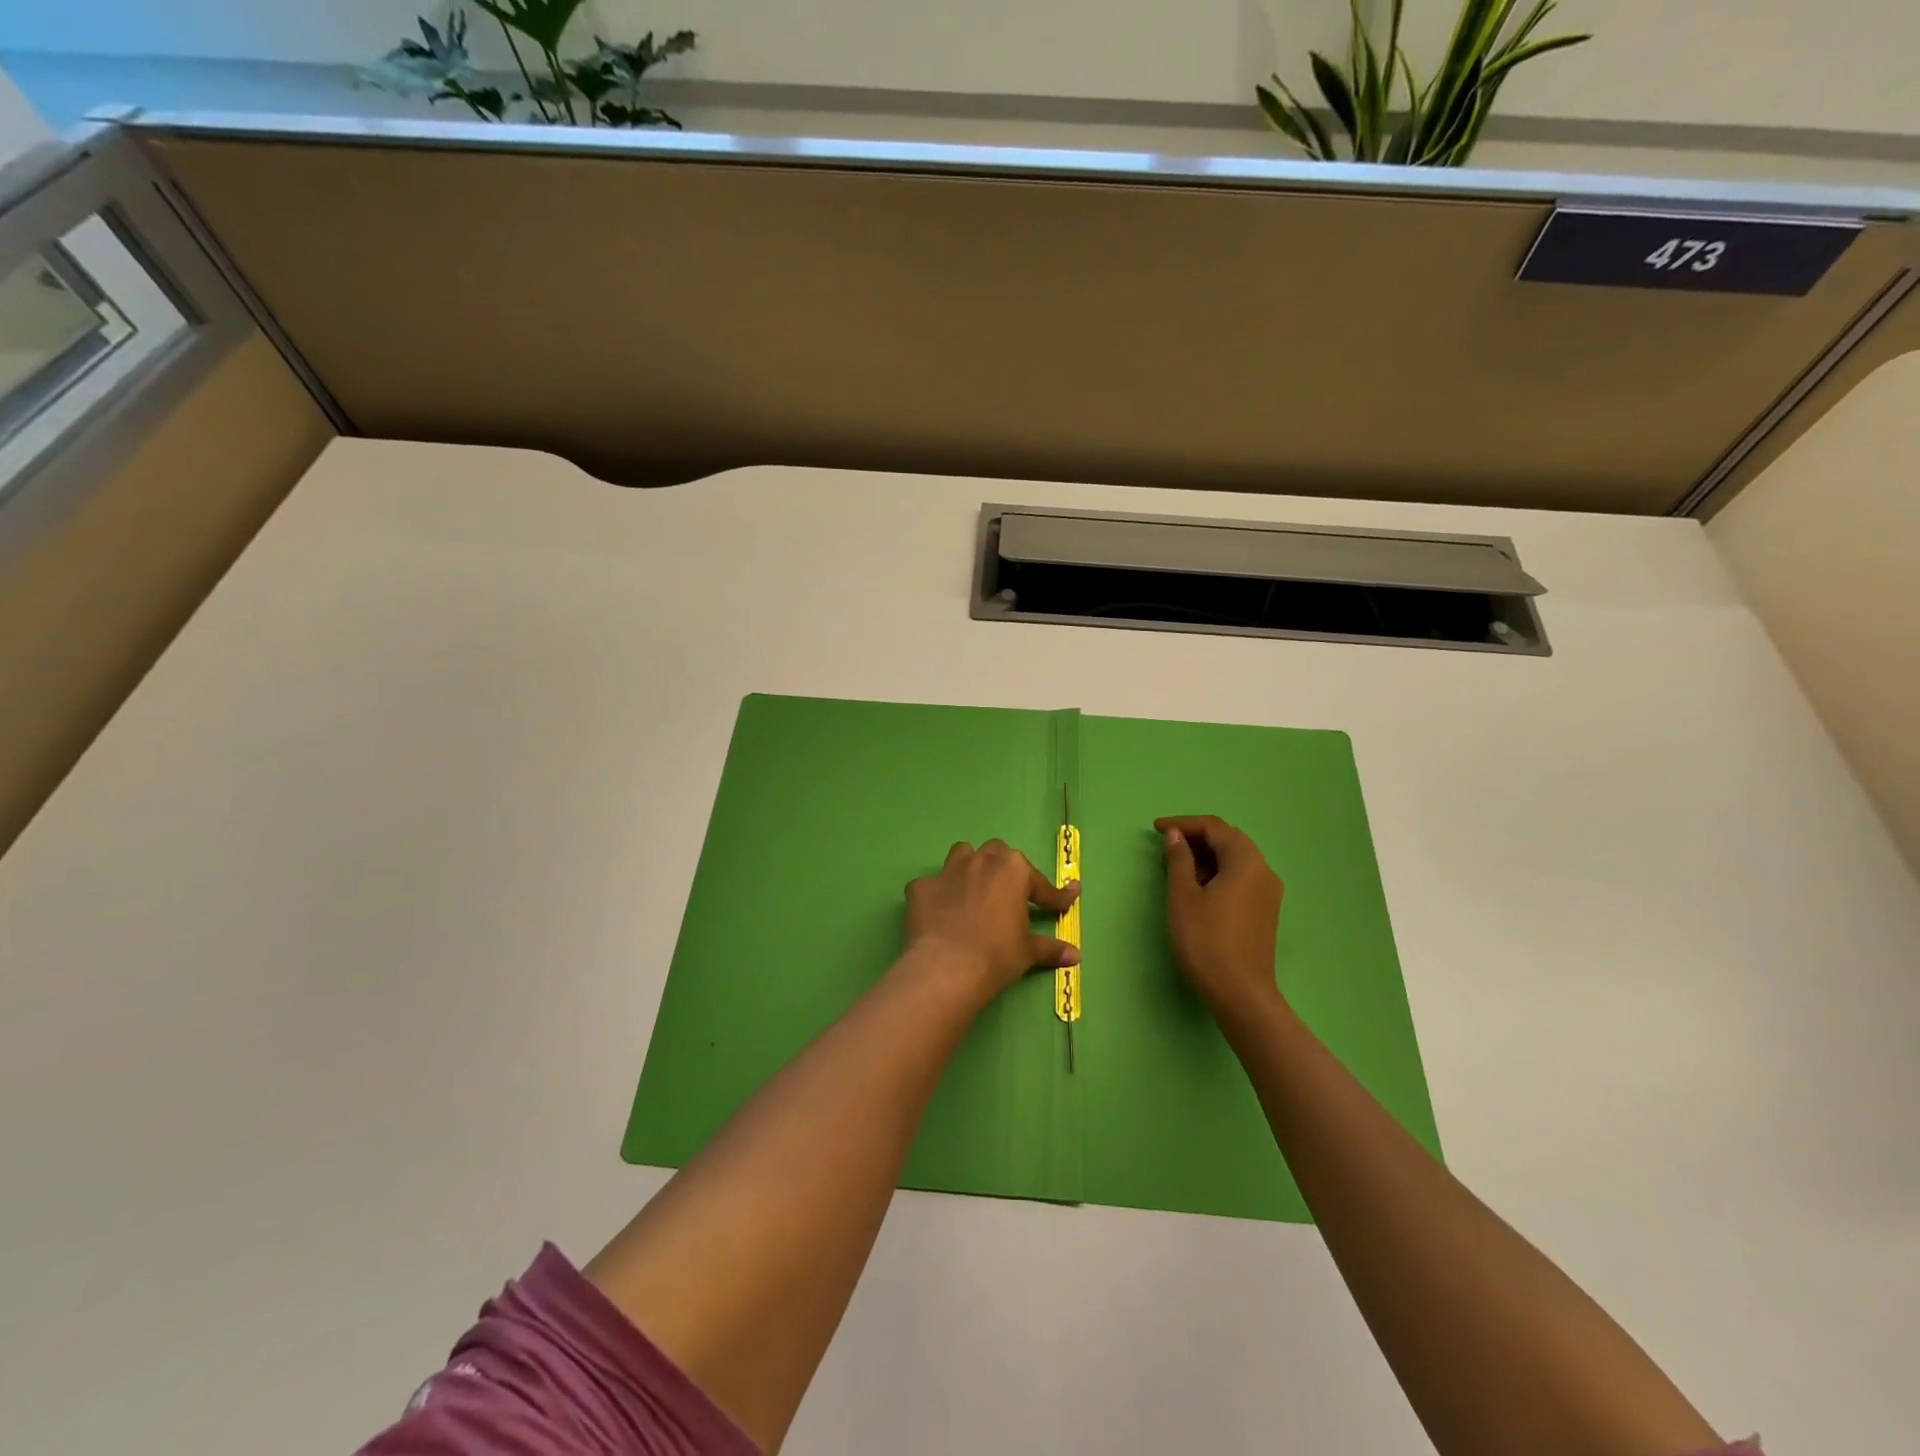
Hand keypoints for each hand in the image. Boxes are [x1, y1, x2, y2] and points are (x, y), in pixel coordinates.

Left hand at [904, 840, 1079, 1000]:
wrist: (948, 967)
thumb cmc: (997, 955)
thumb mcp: (1028, 952)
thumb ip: (1051, 948)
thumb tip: (1075, 955)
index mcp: (1013, 870)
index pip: (1039, 883)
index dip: (1053, 897)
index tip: (1064, 904)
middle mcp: (980, 861)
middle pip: (997, 853)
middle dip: (1004, 870)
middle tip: (1009, 895)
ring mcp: (947, 871)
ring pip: (962, 855)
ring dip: (970, 868)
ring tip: (973, 891)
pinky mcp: (921, 887)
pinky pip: (931, 885)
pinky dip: (937, 895)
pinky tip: (940, 913)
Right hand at [1156, 815, 1284, 1014]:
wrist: (1240, 993)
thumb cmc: (1205, 940)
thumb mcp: (1183, 896)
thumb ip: (1179, 860)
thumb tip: (1175, 835)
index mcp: (1245, 860)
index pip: (1214, 827)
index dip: (1183, 823)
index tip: (1156, 829)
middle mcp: (1263, 870)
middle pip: (1228, 839)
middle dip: (1196, 837)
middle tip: (1165, 845)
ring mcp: (1268, 891)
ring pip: (1235, 859)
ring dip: (1206, 855)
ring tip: (1176, 865)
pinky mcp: (1265, 910)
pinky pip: (1241, 877)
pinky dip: (1218, 872)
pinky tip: (1197, 886)